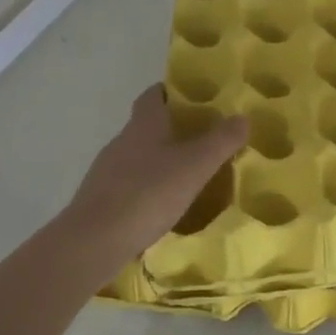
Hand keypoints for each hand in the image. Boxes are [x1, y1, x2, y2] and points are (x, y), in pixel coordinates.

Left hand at [64, 85, 246, 258]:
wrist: (92, 242)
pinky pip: (128, 184)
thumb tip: (243, 117)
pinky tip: (162, 205)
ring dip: (159, 159)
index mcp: (143, 125)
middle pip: (146, 125)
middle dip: (171, 128)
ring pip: (137, 156)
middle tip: (202, 137)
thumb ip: (221, 141)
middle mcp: (121, 142)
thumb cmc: (148, 194)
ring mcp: (106, 172)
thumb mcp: (196, 166)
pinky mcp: (100, 200)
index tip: (192, 96)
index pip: (153, 95)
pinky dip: (146, 186)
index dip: (171, 91)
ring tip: (187, 173)